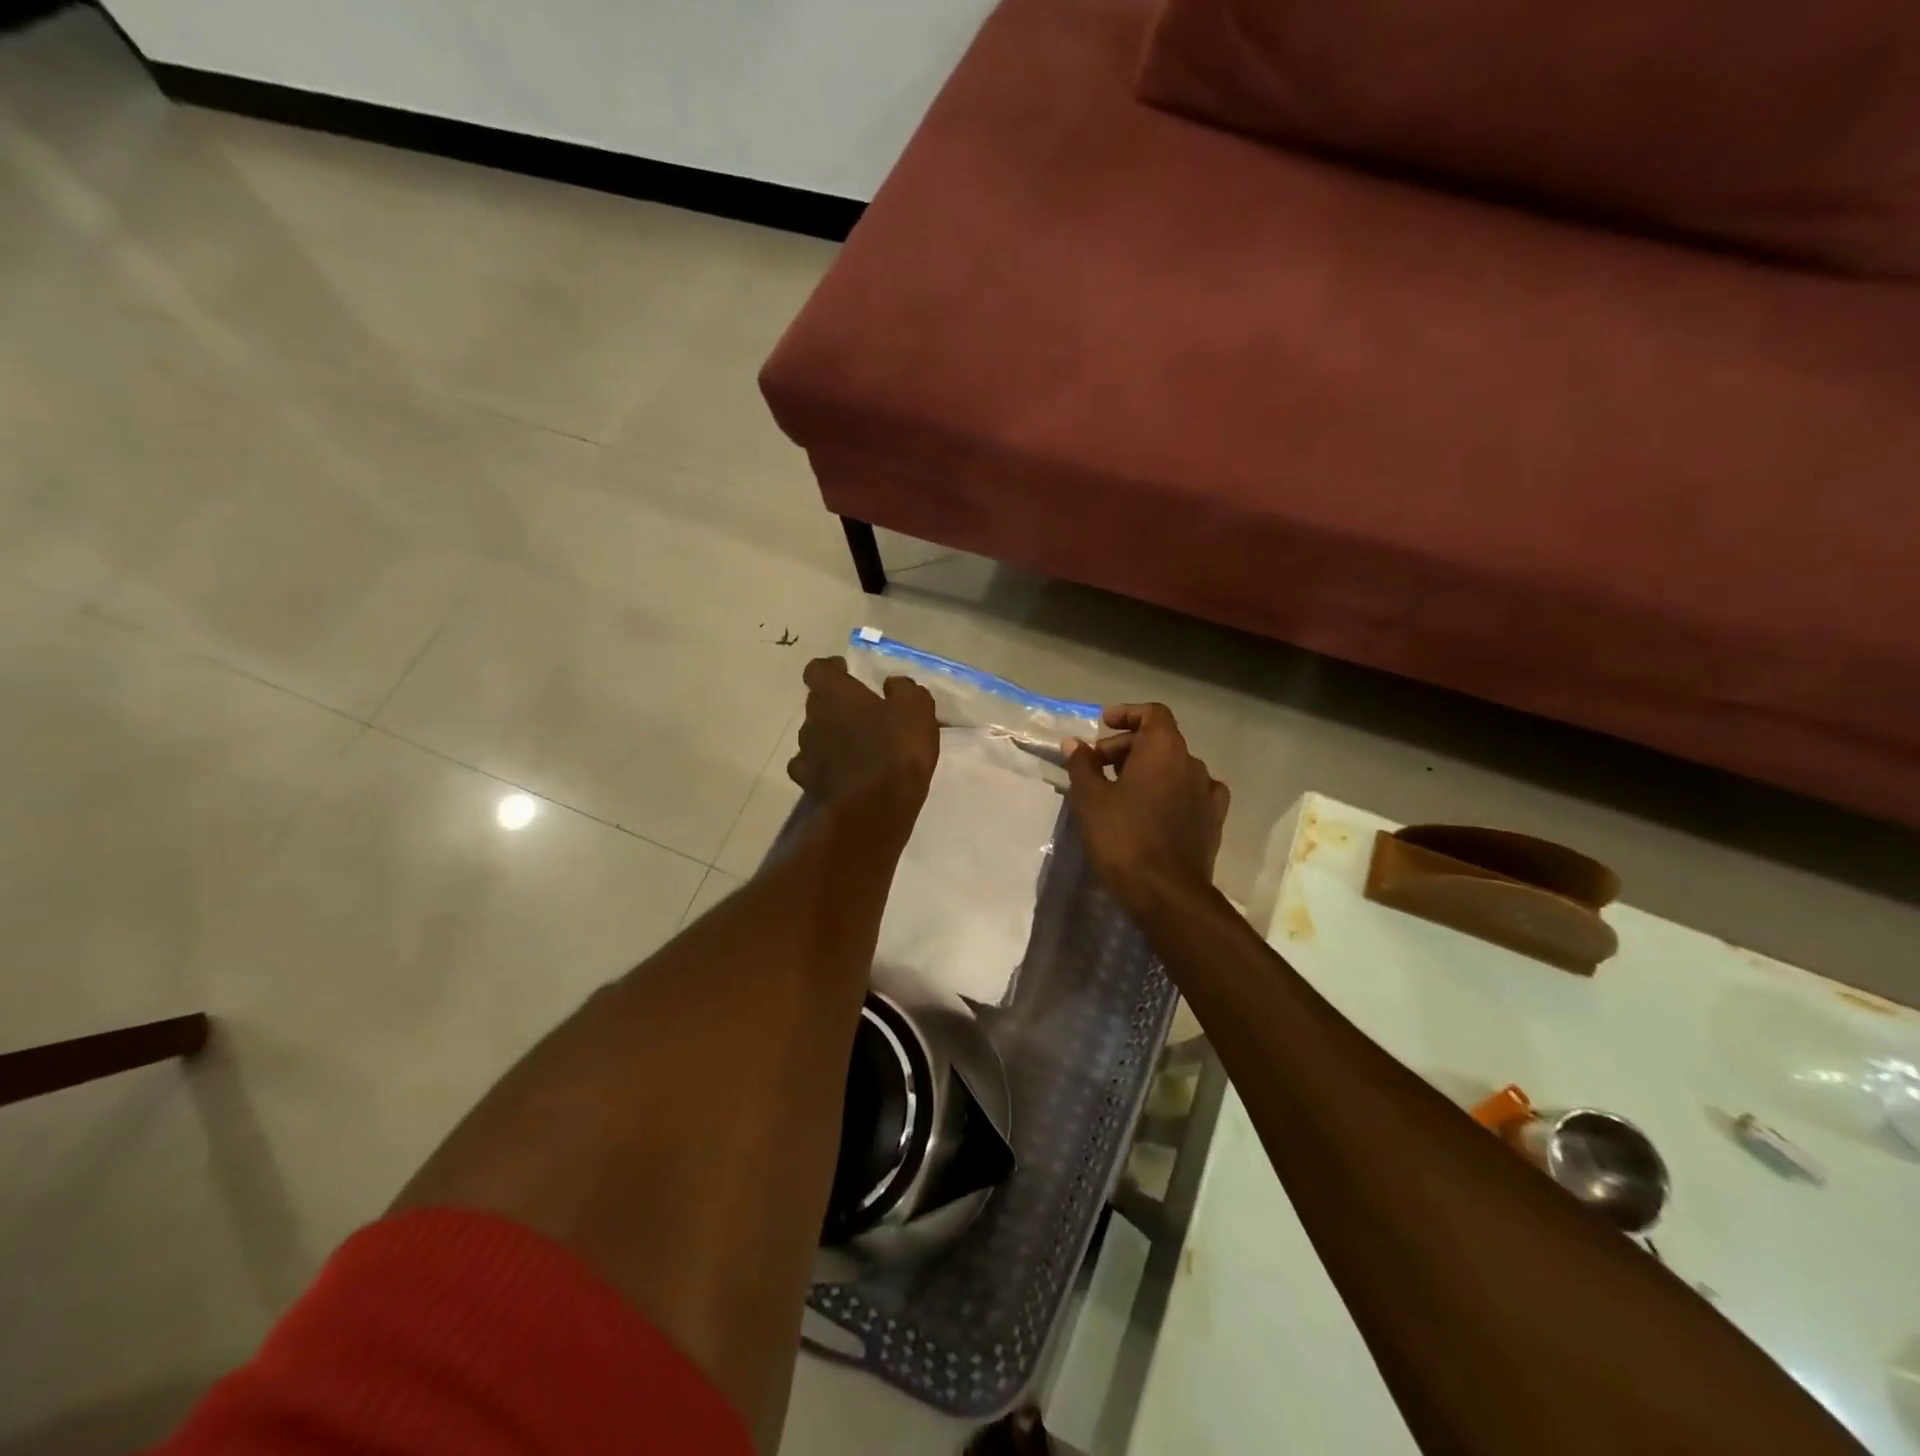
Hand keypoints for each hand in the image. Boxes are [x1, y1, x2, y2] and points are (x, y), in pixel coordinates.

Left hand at [788, 657, 938, 804]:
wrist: (874, 809)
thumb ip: (904, 690)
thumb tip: (893, 684)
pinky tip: (843, 772)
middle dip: (835, 705)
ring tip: (856, 746)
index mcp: (834, 694)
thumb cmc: (896, 749)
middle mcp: (812, 718)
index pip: (818, 669)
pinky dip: (826, 766)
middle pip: (817, 703)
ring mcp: (806, 753)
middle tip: (861, 712)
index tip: (846, 671)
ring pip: (814, 735)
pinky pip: (813, 767)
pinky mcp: (808, 784)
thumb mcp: (916, 709)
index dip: (831, 669)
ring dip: (831, 736)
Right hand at [1064, 703, 1229, 915]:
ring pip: (1174, 768)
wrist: (1166, 893)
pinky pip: (1191, 793)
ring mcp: (1207, 793)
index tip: (1104, 724)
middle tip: (1097, 767)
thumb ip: (1082, 765)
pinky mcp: (1213, 821)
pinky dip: (1170, 792)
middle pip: (1160, 740)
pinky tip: (1155, 809)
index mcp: (1164, 749)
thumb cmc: (1123, 838)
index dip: (1127, 714)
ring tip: (1120, 791)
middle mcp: (1192, 763)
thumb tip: (1075, 744)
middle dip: (1126, 748)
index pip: (1153, 713)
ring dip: (1148, 771)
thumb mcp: (1090, 799)